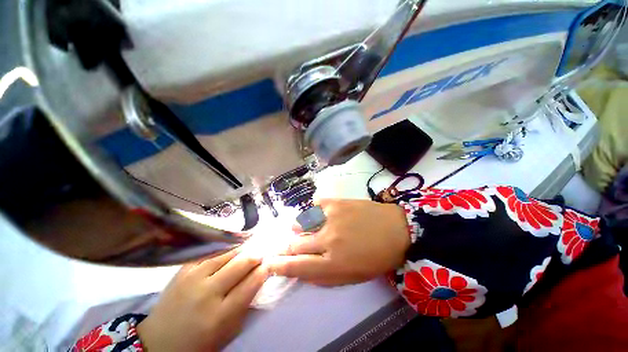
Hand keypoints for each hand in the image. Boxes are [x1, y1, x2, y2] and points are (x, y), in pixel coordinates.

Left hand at [137, 250, 268, 351]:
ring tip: (248, 250)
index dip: (264, 270)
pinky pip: (210, 253)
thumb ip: (246, 304)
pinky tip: (230, 249)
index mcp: (221, 314)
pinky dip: (224, 250)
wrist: (159, 342)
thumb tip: (260, 278)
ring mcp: (193, 278)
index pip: (251, 283)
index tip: (270, 265)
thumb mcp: (229, 331)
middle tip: (261, 256)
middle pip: (241, 263)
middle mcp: (207, 293)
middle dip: (256, 257)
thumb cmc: (199, 342)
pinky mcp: (183, 270)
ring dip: (242, 250)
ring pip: (227, 254)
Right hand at [267, 199, 410, 286]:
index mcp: (333, 264)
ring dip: (299, 228)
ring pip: (300, 223)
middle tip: (289, 246)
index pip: (296, 266)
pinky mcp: (335, 202)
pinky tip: (318, 214)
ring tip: (306, 229)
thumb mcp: (352, 277)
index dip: (278, 266)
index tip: (269, 263)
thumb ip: (324, 276)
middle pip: (295, 244)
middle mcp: (327, 240)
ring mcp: (330, 218)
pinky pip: (314, 205)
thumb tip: (302, 271)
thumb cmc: (376, 257)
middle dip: (288, 247)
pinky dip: (312, 211)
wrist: (396, 229)